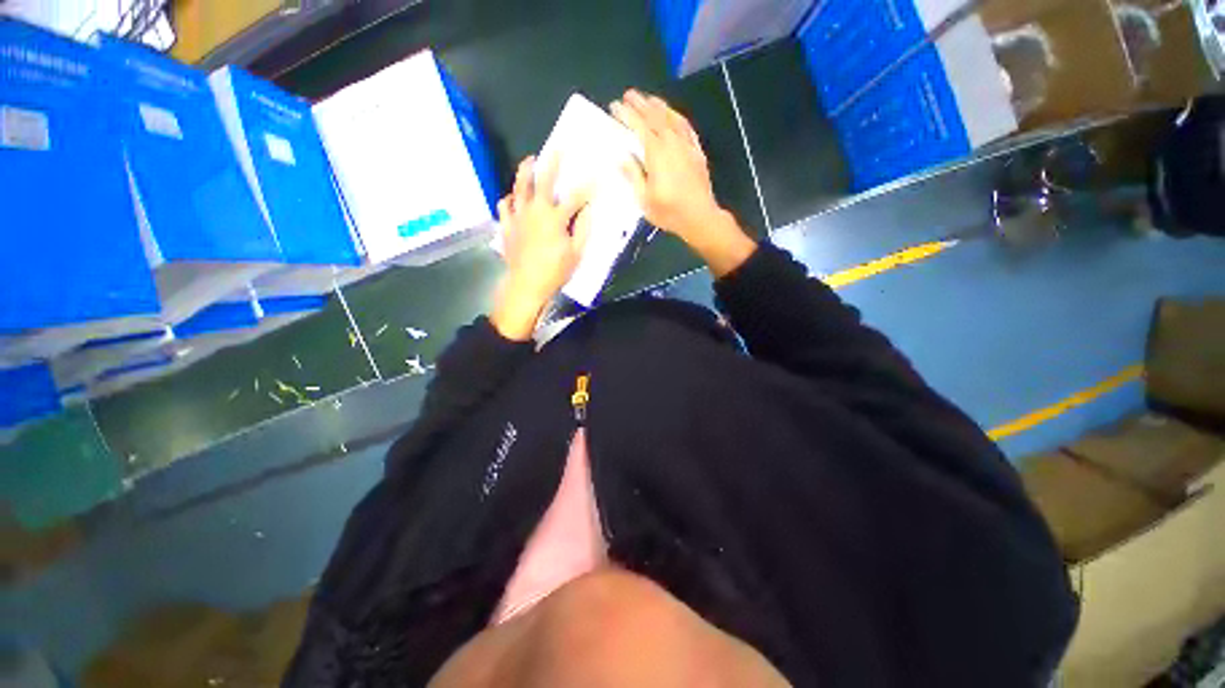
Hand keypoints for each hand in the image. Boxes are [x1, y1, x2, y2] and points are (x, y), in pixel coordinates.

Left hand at [492, 156, 590, 339]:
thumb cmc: (554, 272)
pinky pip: (504, 207)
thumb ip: (583, 227)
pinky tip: (512, 197)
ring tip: (529, 160)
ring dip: (524, 172)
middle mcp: (536, 211)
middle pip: (544, 181)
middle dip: (552, 163)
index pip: (576, 196)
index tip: (597, 176)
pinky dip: (508, 199)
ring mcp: (518, 217)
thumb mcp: (577, 252)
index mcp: (556, 218)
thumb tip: (588, 208)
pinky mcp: (507, 226)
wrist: (524, 286)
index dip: (588, 186)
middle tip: (557, 149)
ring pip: (520, 188)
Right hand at [612, 90, 754, 276]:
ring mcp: (687, 147)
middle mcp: (673, 145)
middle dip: (642, 104)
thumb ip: (633, 173)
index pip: (639, 127)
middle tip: (629, 93)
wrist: (701, 218)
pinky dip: (679, 119)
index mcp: (657, 154)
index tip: (615, 105)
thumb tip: (622, 155)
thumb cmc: (669, 211)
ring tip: (650, 98)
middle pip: (656, 118)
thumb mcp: (643, 198)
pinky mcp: (697, 152)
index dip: (627, 114)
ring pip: (673, 120)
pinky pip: (688, 129)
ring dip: (660, 107)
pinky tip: (674, 114)